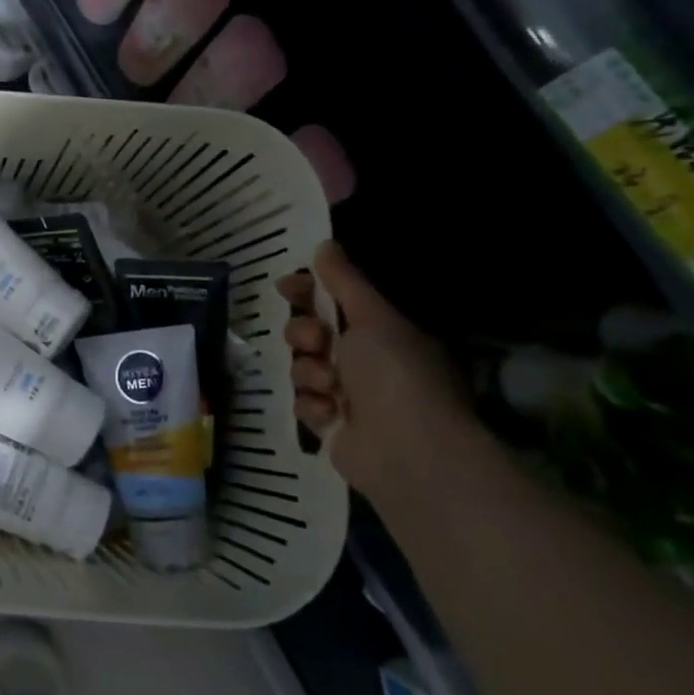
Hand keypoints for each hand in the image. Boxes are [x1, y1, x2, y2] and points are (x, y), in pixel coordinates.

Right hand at [276, 241, 475, 500]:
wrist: (408, 450)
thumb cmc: (395, 375)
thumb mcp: (373, 318)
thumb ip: (344, 282)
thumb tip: (324, 243)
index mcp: (383, 334)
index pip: (334, 302)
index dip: (307, 293)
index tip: (285, 287)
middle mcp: (366, 363)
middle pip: (310, 334)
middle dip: (305, 335)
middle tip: (317, 343)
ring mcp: (349, 396)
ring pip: (302, 368)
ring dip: (310, 374)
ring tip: (331, 388)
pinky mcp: (332, 426)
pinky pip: (303, 403)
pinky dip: (313, 406)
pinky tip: (330, 414)